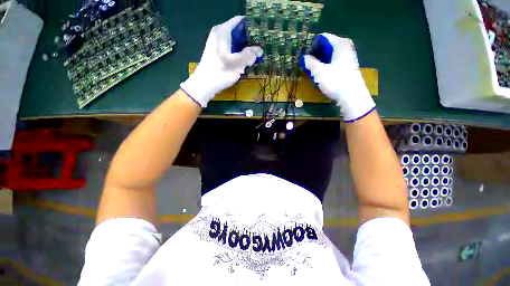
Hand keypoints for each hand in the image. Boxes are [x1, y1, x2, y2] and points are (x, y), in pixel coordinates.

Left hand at [180, 16, 262, 106]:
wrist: (204, 85)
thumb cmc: (220, 72)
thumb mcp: (237, 63)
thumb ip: (250, 55)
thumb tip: (259, 50)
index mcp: (223, 31)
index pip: (239, 21)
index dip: (250, 26)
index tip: (260, 35)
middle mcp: (219, 34)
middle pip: (237, 32)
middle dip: (248, 40)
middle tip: (259, 48)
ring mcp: (216, 44)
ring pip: (234, 42)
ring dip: (244, 48)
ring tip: (253, 56)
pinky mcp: (216, 53)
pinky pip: (230, 49)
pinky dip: (237, 53)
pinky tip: (243, 62)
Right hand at [300, 33, 374, 121]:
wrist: (351, 97)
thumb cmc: (336, 81)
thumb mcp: (319, 72)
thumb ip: (310, 62)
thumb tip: (303, 57)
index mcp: (340, 44)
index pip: (322, 37)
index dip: (311, 44)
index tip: (302, 51)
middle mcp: (345, 47)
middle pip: (326, 46)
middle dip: (314, 52)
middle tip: (303, 60)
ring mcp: (347, 57)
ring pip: (329, 54)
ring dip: (318, 60)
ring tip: (308, 66)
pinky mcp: (346, 66)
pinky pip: (332, 61)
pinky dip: (324, 64)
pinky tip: (318, 71)